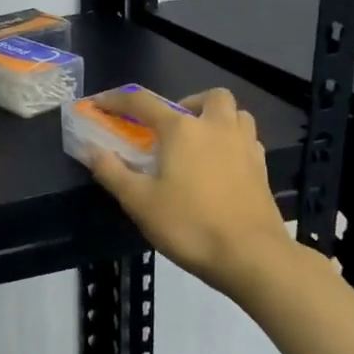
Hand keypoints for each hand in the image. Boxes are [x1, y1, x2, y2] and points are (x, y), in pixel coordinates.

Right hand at [83, 86, 289, 296]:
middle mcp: (216, 128)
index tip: (99, 104)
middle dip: (187, 103)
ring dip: (216, 119)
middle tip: (170, 129)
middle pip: (208, 97)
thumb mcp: (139, 202)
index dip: (116, 100)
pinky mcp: (261, 169)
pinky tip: (220, 166)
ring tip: (198, 143)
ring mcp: (245, 146)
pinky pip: (248, 140)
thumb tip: (92, 150)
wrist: (251, 256)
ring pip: (236, 114)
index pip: (142, 102)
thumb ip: (112, 172)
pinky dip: (231, 143)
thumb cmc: (189, 225)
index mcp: (182, 130)